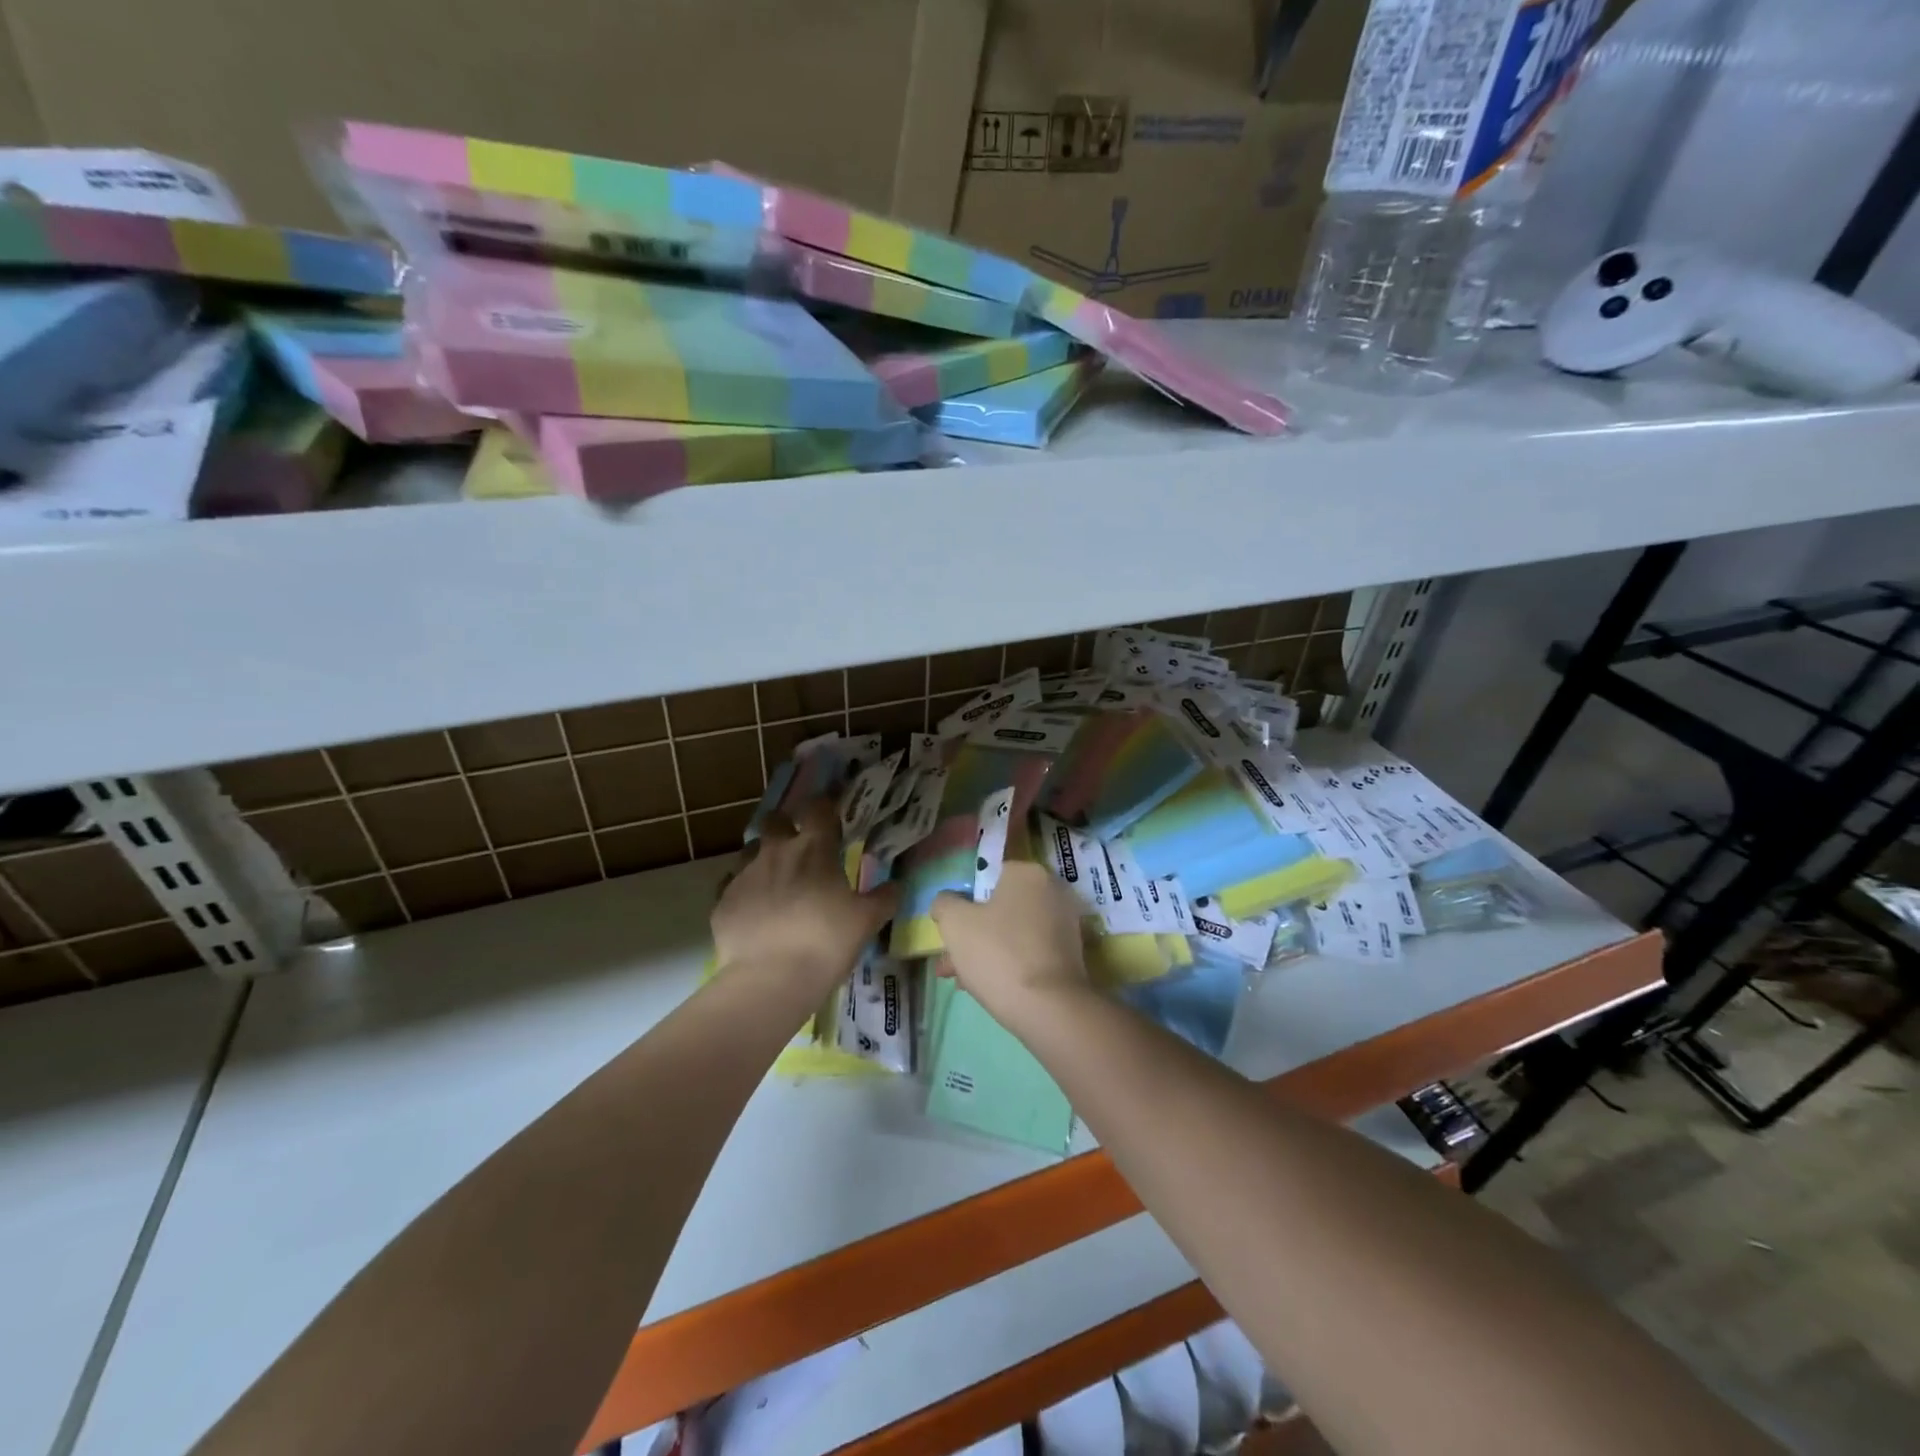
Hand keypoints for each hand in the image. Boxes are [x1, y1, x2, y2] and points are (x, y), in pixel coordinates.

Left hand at [712, 800, 897, 1000]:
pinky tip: (754, 911)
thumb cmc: (826, 941)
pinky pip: (732, 886)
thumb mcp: (867, 921)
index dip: (824, 805)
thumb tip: (894, 886)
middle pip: (774, 820)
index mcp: (813, 849)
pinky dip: (744, 892)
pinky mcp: (722, 902)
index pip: (817, 808)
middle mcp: (775, 852)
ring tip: (775, 880)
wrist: (770, 979)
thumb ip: (883, 898)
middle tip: (798, 844)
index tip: (830, 812)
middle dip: (785, 825)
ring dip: (763, 858)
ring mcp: (744, 875)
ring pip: (750, 851)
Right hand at [931, 862, 1090, 1027]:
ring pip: (1012, 932)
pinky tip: (985, 988)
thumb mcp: (954, 923)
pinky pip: (1030, 951)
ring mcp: (1065, 924)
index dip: (963, 903)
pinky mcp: (1071, 955)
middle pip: (999, 907)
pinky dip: (1009, 963)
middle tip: (949, 961)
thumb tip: (947, 902)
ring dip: (985, 951)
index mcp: (1028, 873)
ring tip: (960, 981)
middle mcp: (1052, 891)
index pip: (987, 877)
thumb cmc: (998, 954)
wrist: (1050, 1008)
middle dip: (971, 934)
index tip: (949, 930)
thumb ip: (944, 904)